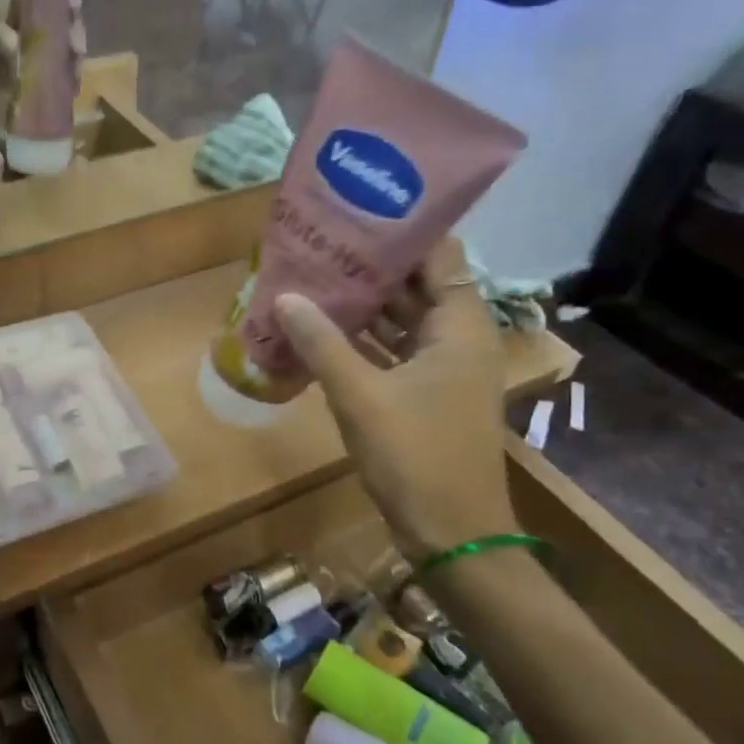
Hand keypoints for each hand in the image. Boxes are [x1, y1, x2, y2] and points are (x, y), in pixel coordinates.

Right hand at [274, 238, 515, 560]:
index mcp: (459, 326)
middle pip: (416, 284)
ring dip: (362, 304)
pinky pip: (392, 351)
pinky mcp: (425, 394)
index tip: (355, 210)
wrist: (452, 532)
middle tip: (319, 243)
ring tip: (312, 278)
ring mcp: (442, 368)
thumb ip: (321, 343)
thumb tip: (284, 296)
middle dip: (369, 265)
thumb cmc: (415, 456)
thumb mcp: (361, 396)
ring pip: (401, 319)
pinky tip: (320, 331)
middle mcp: (457, 338)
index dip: (401, 229)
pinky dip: (362, 340)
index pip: (439, 253)